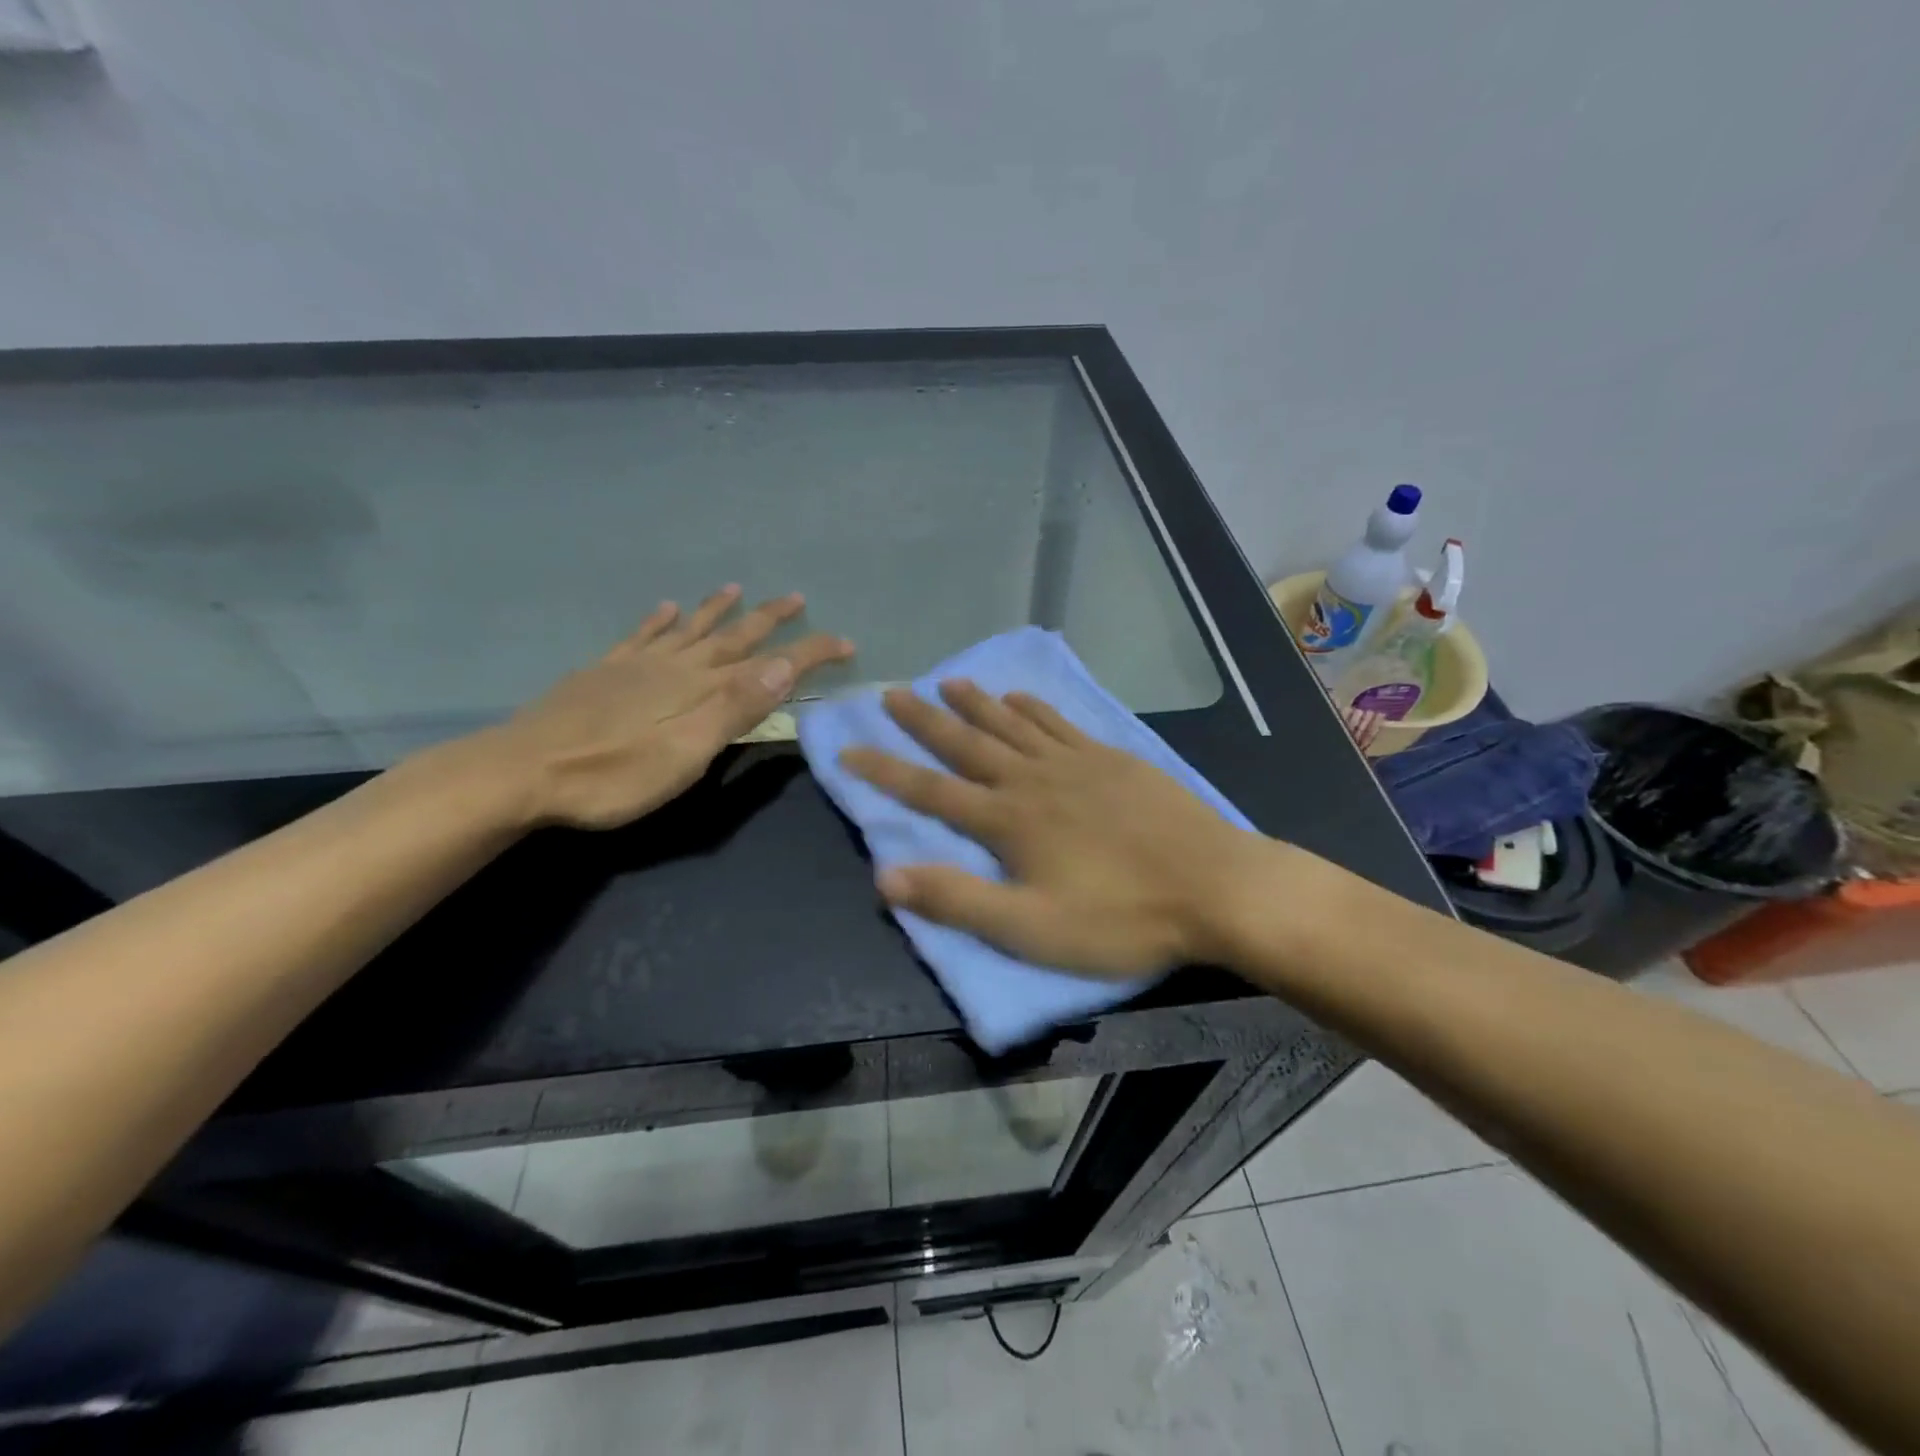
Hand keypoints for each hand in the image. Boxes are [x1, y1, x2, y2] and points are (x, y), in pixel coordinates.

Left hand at [497, 585, 852, 829]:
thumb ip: (735, 708)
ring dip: (716, 610)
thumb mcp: (687, 751)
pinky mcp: (602, 674)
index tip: (844, 642)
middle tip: (796, 597)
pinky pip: (639, 637)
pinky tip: (665, 608)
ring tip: (735, 589)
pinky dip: (658, 621)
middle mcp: (674, 667)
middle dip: (768, 619)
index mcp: (700, 688)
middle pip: (730, 636)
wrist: (521, 772)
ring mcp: (635, 666)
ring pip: (687, 630)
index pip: (769, 663)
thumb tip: (782, 664)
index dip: (809, 651)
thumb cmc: (613, 774)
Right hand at [840, 680, 1274, 978]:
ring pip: (1010, 724)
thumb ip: (957, 901)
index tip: (847, 747)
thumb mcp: (1031, 929)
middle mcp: (1032, 779)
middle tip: (891, 691)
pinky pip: (1058, 724)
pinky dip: (1032, 708)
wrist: (1213, 885)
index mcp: (1007, 821)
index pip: (930, 790)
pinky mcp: (1110, 759)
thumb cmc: (1121, 918)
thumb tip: (885, 876)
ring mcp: (1074, 763)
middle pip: (966, 743)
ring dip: (973, 704)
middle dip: (923, 720)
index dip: (885, 770)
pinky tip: (1019, 697)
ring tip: (945, 681)